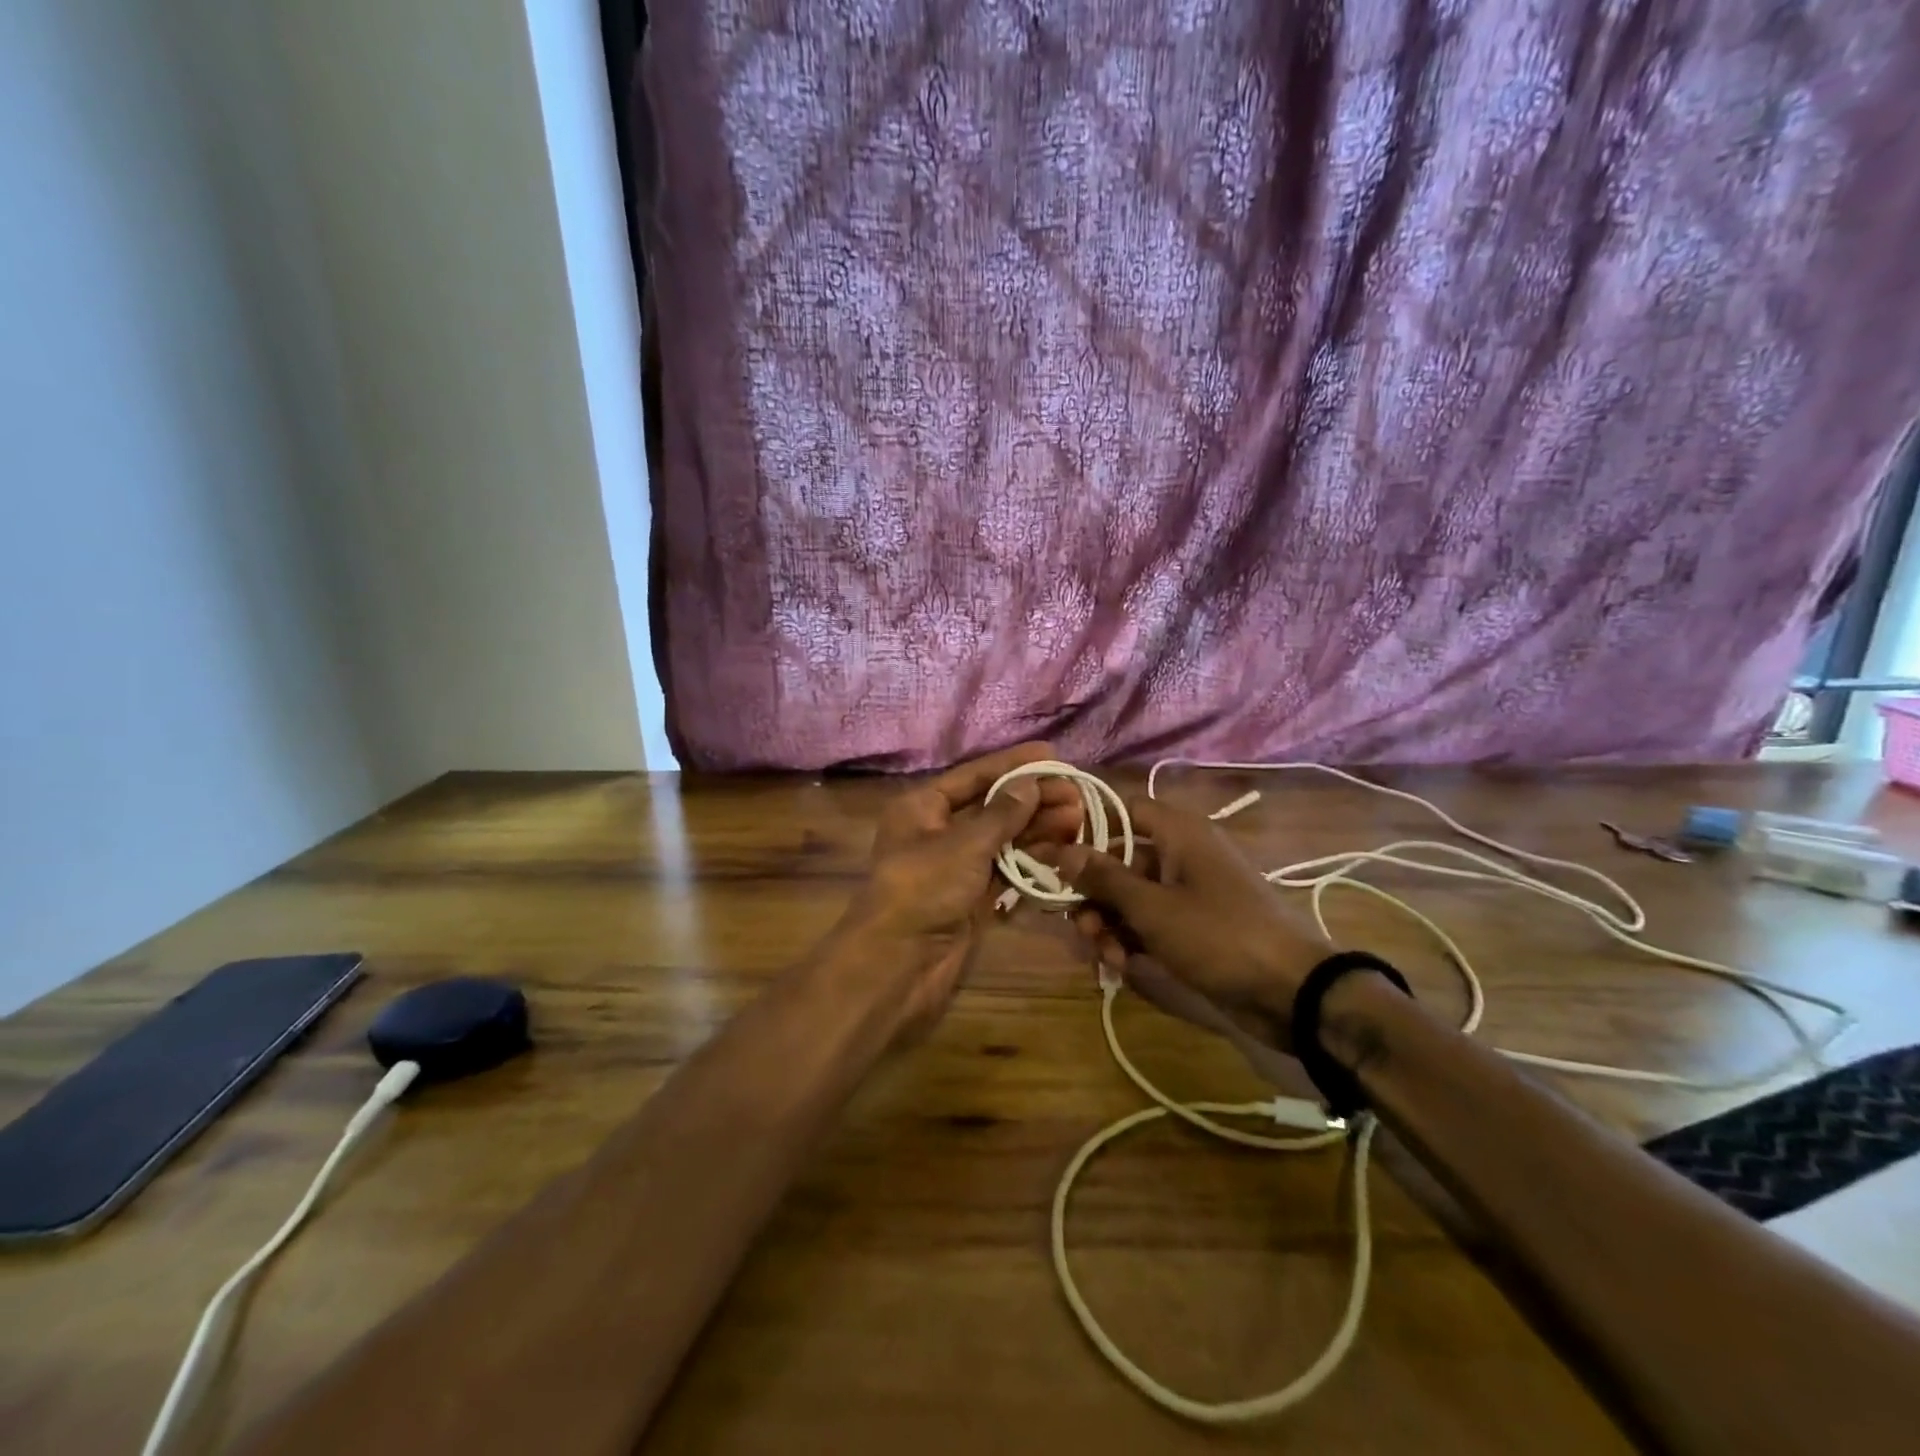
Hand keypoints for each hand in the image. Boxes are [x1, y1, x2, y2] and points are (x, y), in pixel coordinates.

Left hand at [832, 743, 1085, 1039]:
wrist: (899, 964)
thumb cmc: (924, 889)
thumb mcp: (964, 844)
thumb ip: (1002, 813)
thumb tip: (1029, 783)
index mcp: (923, 808)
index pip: (974, 776)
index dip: (1013, 765)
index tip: (1053, 755)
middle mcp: (938, 831)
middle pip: (992, 806)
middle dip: (1033, 799)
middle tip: (1076, 795)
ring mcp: (956, 866)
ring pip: (1003, 838)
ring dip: (1038, 828)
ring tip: (1077, 820)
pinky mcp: (972, 897)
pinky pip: (1006, 869)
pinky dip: (1031, 859)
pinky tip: (1062, 849)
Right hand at [1052, 798, 1329, 1046]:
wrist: (1294, 992)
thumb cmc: (1219, 936)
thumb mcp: (1153, 908)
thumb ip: (1104, 878)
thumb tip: (1062, 850)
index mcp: (1179, 833)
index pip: (1122, 810)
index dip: (1087, 829)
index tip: (1056, 858)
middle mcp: (1182, 854)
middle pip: (1121, 859)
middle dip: (1095, 894)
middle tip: (1080, 925)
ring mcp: (1190, 892)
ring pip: (1133, 896)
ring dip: (1111, 923)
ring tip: (1106, 955)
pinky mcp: (1196, 926)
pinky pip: (1152, 921)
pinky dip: (1134, 939)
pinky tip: (1124, 966)